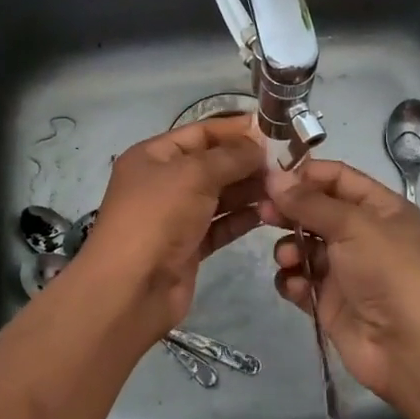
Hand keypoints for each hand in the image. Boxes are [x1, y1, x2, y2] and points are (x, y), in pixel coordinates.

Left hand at [77, 115, 266, 337]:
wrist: (131, 288)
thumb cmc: (157, 217)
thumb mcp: (194, 174)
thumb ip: (231, 157)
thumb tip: (259, 147)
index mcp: (153, 156)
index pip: (201, 133)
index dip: (236, 130)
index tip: (275, 130)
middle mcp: (163, 182)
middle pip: (212, 164)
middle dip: (247, 162)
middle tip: (288, 163)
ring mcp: (175, 216)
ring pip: (219, 195)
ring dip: (249, 190)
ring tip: (284, 188)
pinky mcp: (188, 246)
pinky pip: (220, 225)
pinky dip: (242, 219)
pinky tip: (268, 214)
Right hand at [259, 158, 419, 400]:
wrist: (414, 349)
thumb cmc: (391, 272)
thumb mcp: (354, 226)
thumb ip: (310, 202)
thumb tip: (273, 177)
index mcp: (381, 209)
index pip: (338, 178)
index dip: (306, 174)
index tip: (271, 176)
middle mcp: (364, 236)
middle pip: (317, 212)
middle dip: (290, 210)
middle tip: (262, 212)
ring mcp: (346, 271)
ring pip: (305, 247)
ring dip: (290, 249)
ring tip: (289, 259)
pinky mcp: (331, 303)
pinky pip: (301, 282)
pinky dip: (293, 281)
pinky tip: (296, 287)